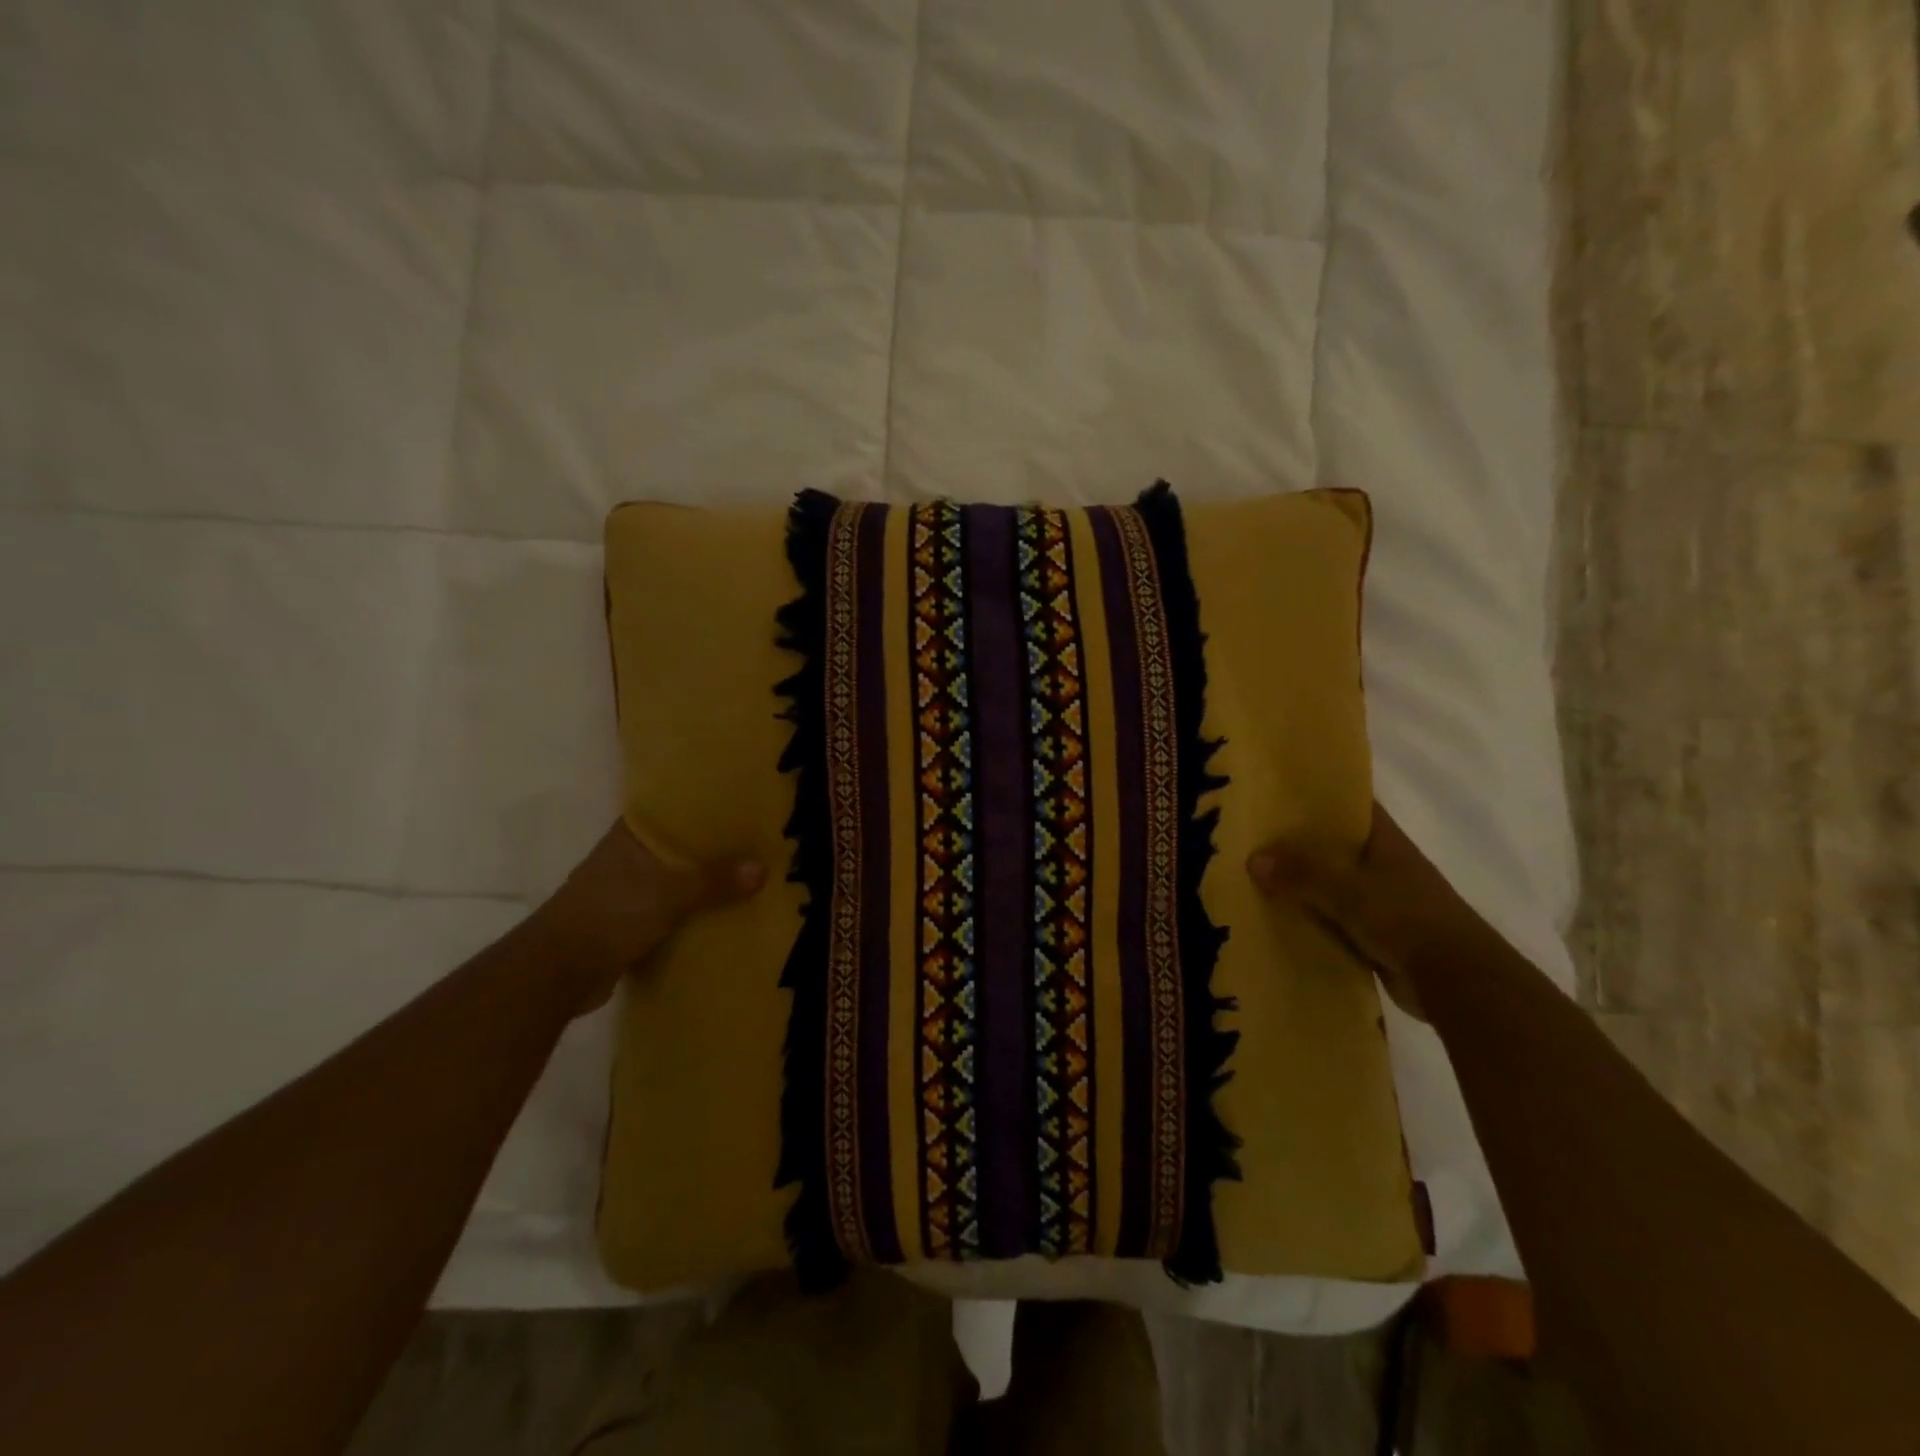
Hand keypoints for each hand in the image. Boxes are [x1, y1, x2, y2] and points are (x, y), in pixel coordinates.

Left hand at [532, 821, 763, 1012]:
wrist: (559, 971)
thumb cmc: (612, 912)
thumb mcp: (671, 892)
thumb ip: (715, 881)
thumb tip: (762, 869)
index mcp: (631, 836)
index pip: (672, 809)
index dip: (702, 805)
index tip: (738, 803)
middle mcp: (626, 857)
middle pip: (677, 846)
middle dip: (710, 846)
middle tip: (755, 841)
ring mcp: (624, 891)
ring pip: (673, 879)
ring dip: (701, 881)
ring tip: (746, 875)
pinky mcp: (626, 922)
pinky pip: (669, 910)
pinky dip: (690, 911)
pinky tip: (720, 914)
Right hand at [1246, 803, 1483, 1020]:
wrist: (1459, 983)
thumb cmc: (1409, 919)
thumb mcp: (1349, 890)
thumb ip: (1302, 873)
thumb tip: (1253, 859)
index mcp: (1386, 843)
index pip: (1350, 807)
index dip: (1318, 797)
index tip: (1277, 793)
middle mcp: (1384, 867)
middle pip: (1333, 847)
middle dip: (1296, 843)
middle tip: (1249, 837)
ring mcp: (1381, 903)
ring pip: (1330, 885)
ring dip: (1300, 885)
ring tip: (1252, 877)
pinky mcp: (1376, 937)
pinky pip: (1332, 920)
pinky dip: (1309, 920)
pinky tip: (1275, 919)